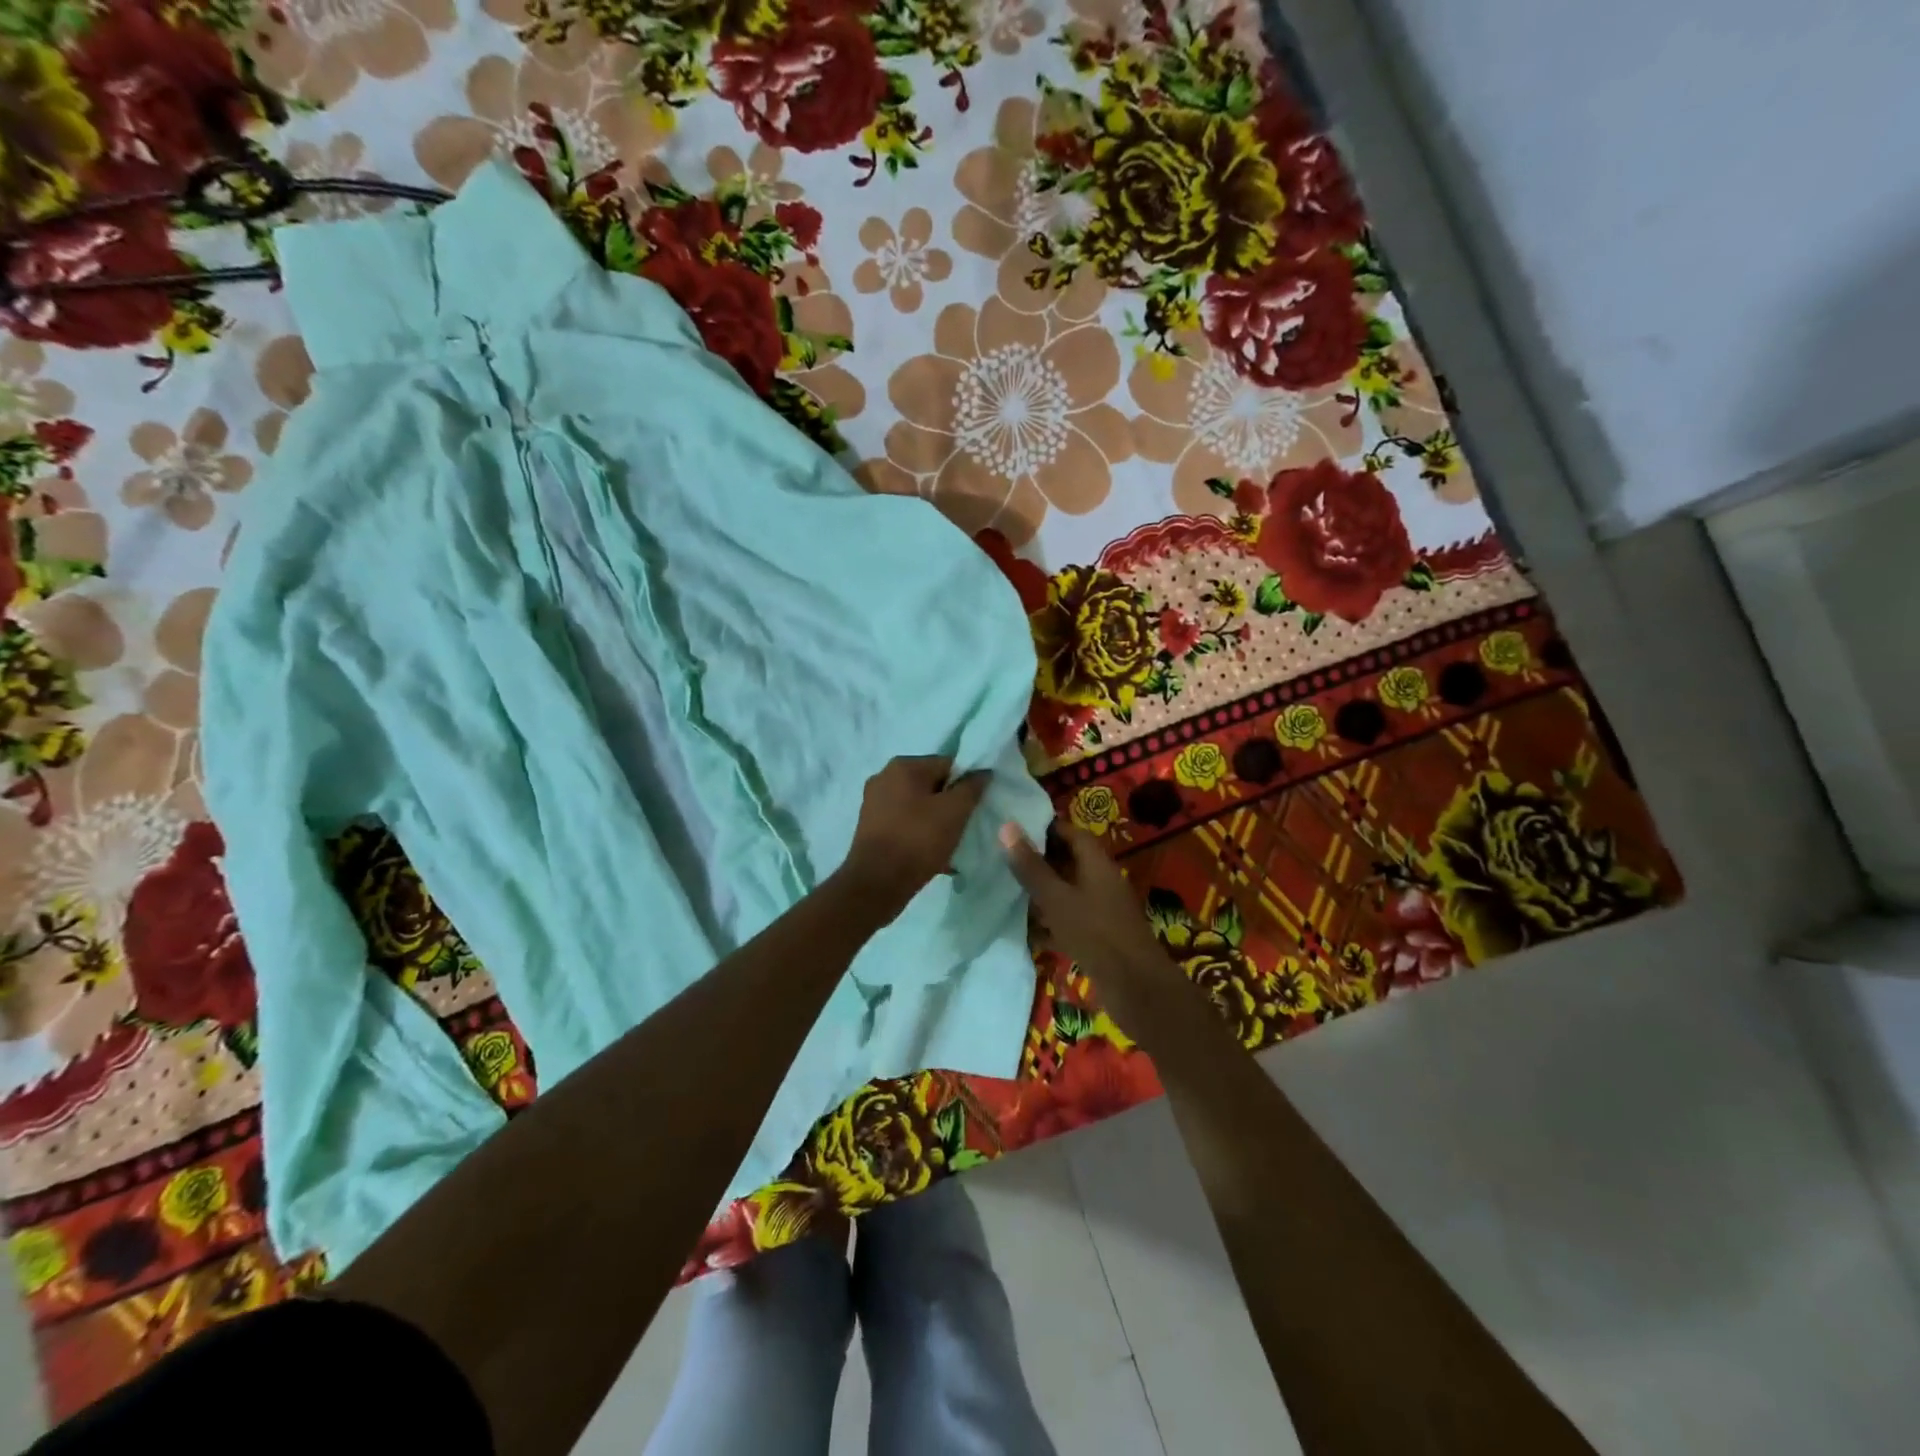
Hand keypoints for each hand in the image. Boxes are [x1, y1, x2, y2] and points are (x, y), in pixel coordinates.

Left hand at [838, 756, 990, 918]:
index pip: (948, 764)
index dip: (966, 785)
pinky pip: (906, 824)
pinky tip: (933, 855)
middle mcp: (884, 778)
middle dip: (951, 805)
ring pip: (919, 807)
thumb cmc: (918, 840)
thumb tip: (982, 772)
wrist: (877, 884)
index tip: (975, 807)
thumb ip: (972, 787)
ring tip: (950, 845)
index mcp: (903, 766)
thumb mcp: (955, 811)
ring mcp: (874, 803)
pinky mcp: (871, 827)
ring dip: (937, 822)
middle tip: (964, 827)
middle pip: (932, 785)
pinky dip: (920, 835)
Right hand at [1000, 820, 1168, 987]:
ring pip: (1068, 892)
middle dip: (1040, 861)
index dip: (1046, 828)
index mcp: (1097, 864)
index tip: (1016, 829)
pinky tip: (1027, 930)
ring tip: (1009, 890)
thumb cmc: (1094, 932)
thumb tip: (1007, 826)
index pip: (1072, 833)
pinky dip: (1051, 922)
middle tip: (1005, 859)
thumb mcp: (1056, 898)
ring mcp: (1102, 910)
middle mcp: (1102, 881)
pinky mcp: (1099, 937)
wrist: (1135, 987)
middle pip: (1070, 862)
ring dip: (1043, 892)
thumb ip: (1031, 866)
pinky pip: (1071, 920)